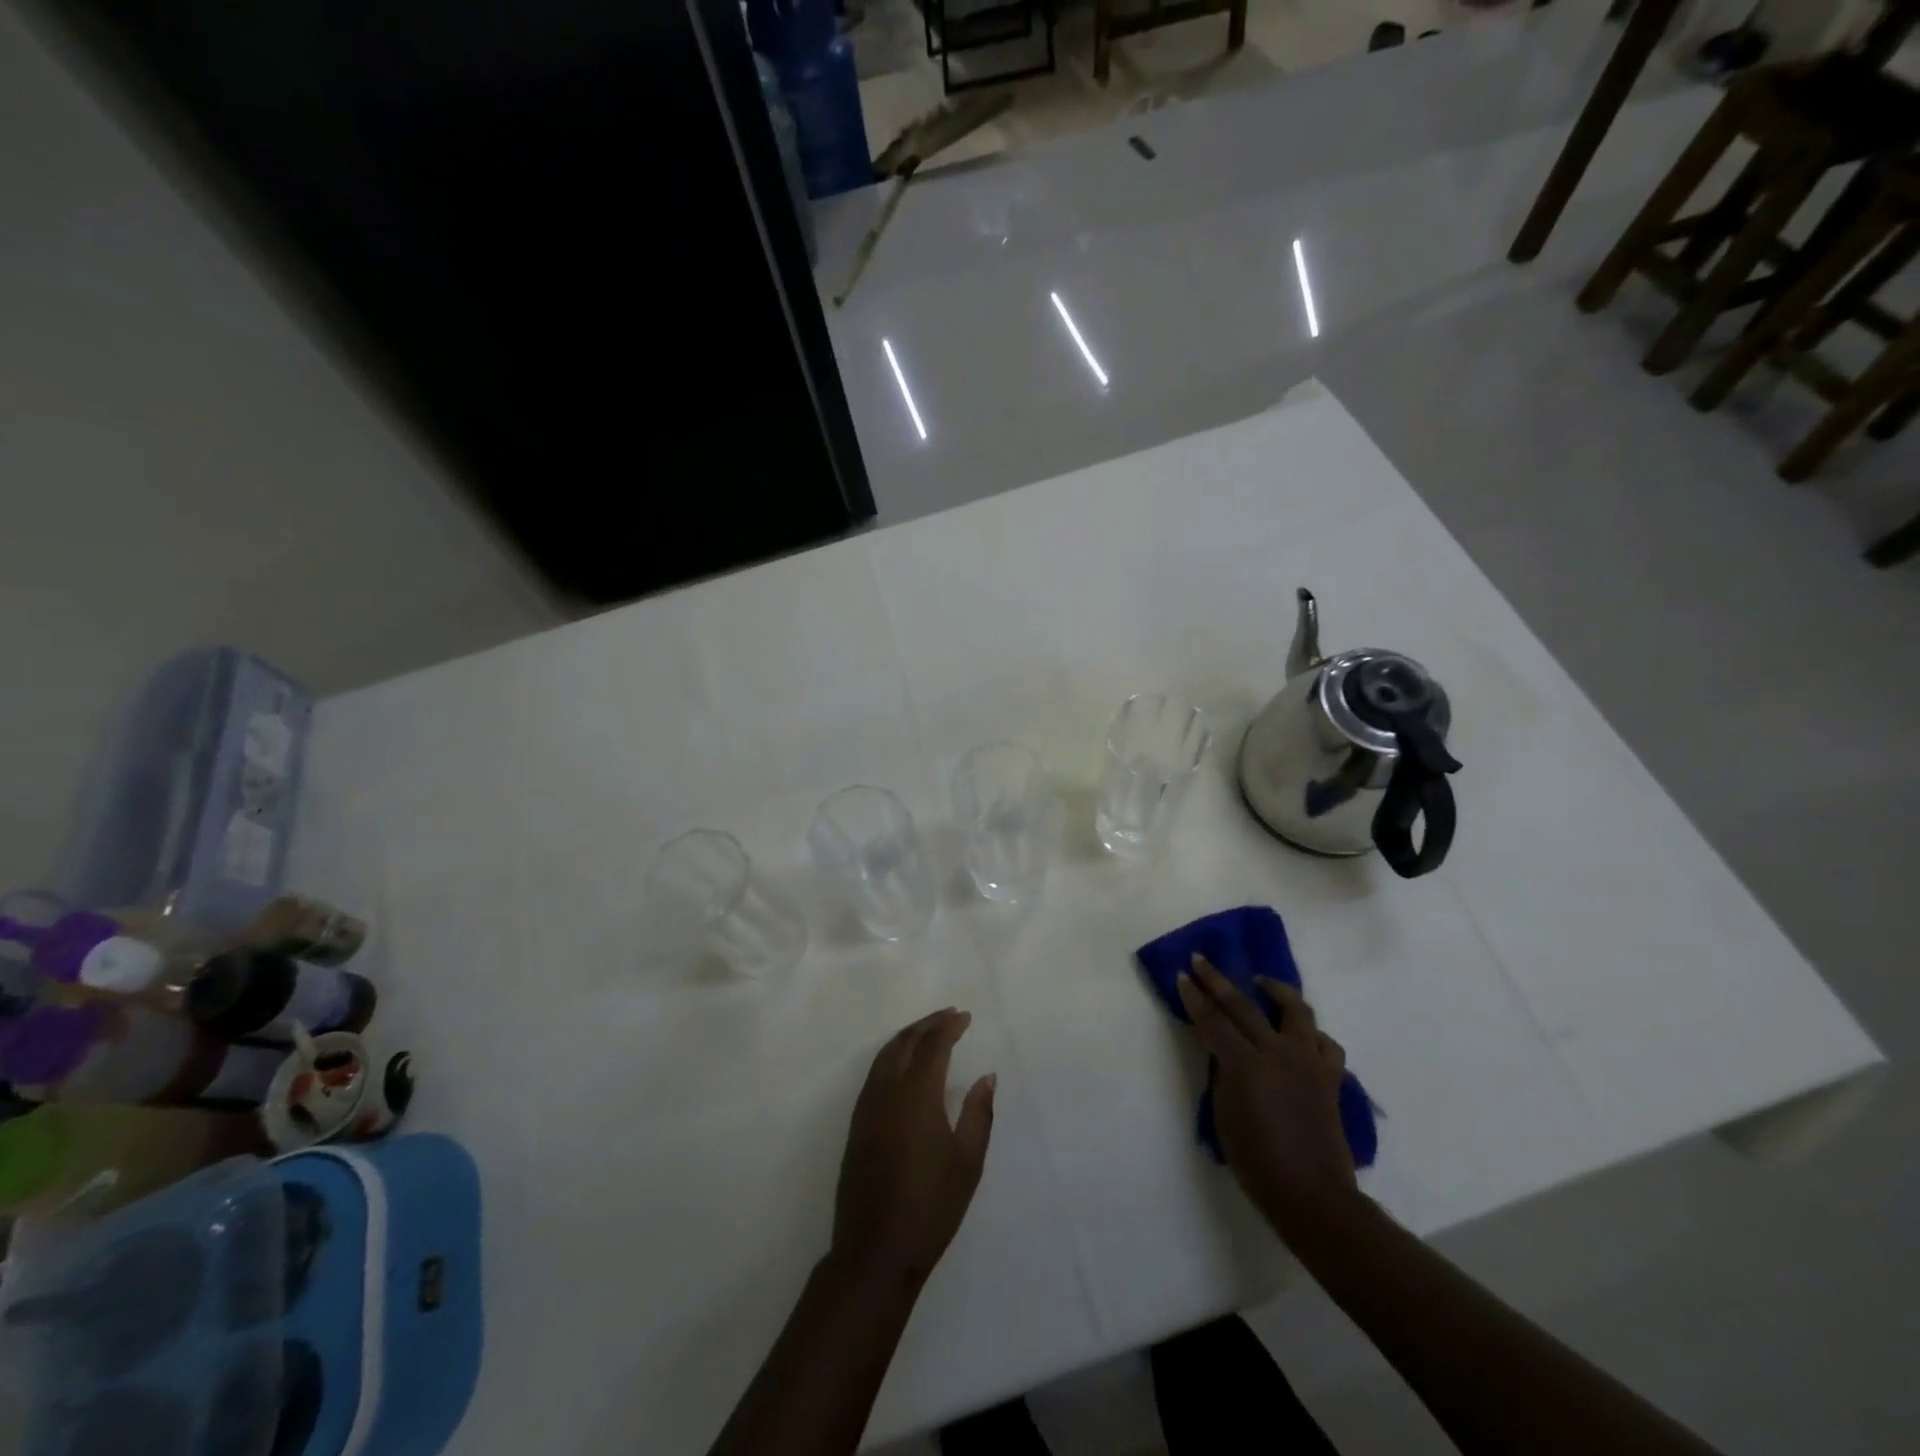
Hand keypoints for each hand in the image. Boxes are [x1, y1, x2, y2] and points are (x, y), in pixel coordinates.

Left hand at [831, 1009, 995, 1289]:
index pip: (932, 1046)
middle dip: (927, 1024)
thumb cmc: (931, 1207)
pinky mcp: (856, 1125)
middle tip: (948, 1015)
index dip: (949, 1027)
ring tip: (927, 1031)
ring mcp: (866, 1108)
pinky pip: (874, 1073)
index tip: (965, 1017)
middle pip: (905, 1042)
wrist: (876, 1251)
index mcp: (917, 1096)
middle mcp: (887, 1092)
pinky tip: (903, 1064)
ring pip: (885, 1055)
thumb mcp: (968, 1162)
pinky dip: (891, 1055)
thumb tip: (986, 1077)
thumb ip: (979, 1114)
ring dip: (907, 1037)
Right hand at [1176, 955, 1358, 1244]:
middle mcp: (1278, 1052)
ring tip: (1261, 983)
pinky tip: (1299, 1034)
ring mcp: (1308, 1061)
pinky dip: (1310, 1032)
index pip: (1212, 1020)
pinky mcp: (1330, 1076)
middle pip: (1243, 1005)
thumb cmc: (1257, 1163)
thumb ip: (1224, 1075)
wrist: (1313, 1196)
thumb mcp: (1224, 1116)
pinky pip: (1324, 1042)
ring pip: (1295, 1010)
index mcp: (1246, 1064)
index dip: (1194, 998)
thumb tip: (1225, 1052)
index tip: (1182, 976)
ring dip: (1275, 990)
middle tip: (1201, 960)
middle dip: (1217, 981)